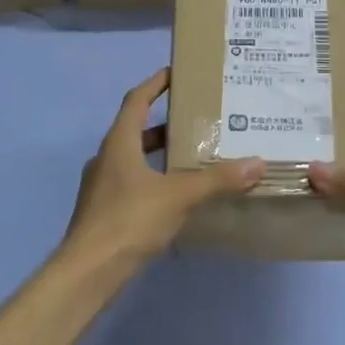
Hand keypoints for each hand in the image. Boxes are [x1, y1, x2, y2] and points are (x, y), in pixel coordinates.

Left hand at [62, 68, 264, 274]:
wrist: (88, 271)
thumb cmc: (129, 221)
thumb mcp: (179, 196)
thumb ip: (217, 180)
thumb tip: (257, 163)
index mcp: (119, 143)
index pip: (136, 100)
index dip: (154, 83)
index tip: (175, 72)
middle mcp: (106, 158)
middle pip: (135, 130)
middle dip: (164, 122)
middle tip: (196, 119)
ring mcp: (101, 186)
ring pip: (133, 159)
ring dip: (159, 154)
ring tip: (192, 156)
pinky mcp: (104, 211)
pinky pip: (132, 183)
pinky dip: (154, 179)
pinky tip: (176, 195)